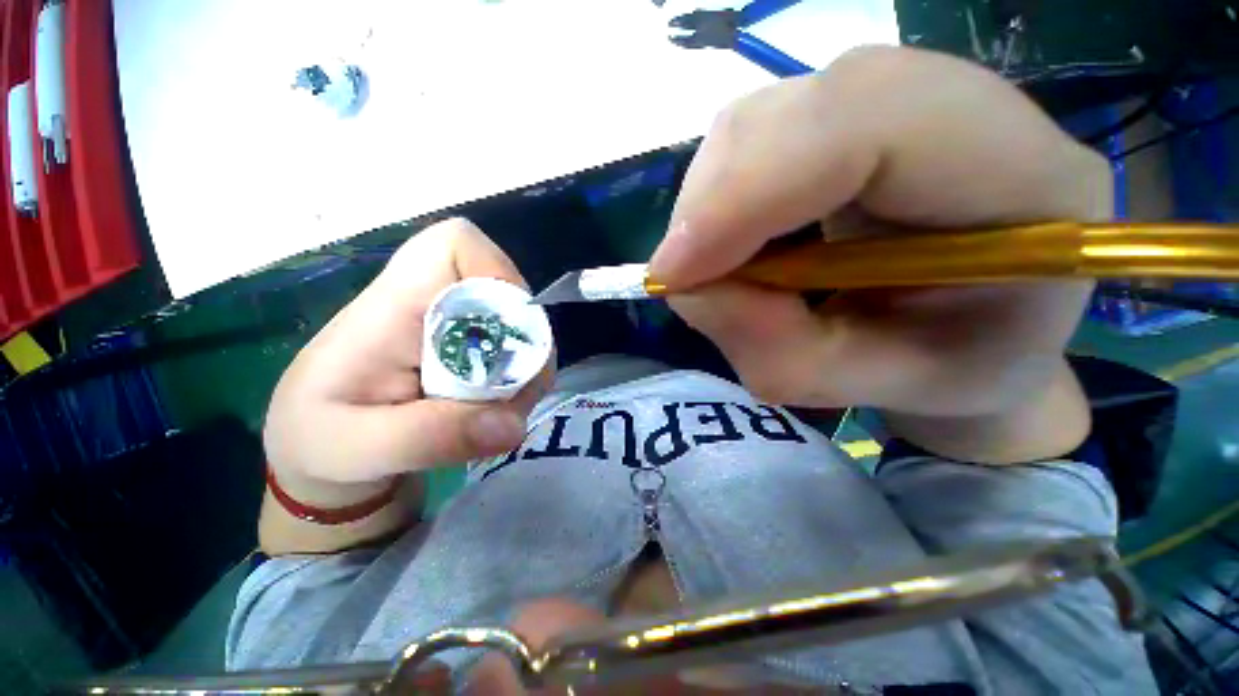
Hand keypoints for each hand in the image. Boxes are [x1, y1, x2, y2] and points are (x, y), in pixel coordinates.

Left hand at [264, 218, 551, 500]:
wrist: (321, 455)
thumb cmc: (319, 442)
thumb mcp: (356, 449)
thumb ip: (430, 437)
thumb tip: (512, 426)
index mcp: (394, 306)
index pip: (454, 244)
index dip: (496, 272)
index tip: (509, 329)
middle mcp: (434, 307)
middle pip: (507, 292)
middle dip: (524, 343)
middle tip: (512, 395)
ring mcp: (458, 330)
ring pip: (520, 327)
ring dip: (526, 371)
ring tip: (500, 416)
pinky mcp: (472, 353)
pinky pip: (518, 353)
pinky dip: (522, 383)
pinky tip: (499, 413)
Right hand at [649, 47, 1108, 461]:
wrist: (982, 332)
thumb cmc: (947, 370)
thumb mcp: (864, 385)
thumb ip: (775, 349)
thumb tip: (686, 288)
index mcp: (1026, 176)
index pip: (864, 123)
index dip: (744, 195)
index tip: (674, 274)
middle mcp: (965, 108)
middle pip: (791, 115)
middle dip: (711, 208)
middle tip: (684, 280)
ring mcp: (897, 99)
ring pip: (756, 123)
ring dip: (710, 209)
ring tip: (721, 270)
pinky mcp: (847, 117)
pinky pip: (751, 141)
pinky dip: (719, 202)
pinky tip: (737, 243)